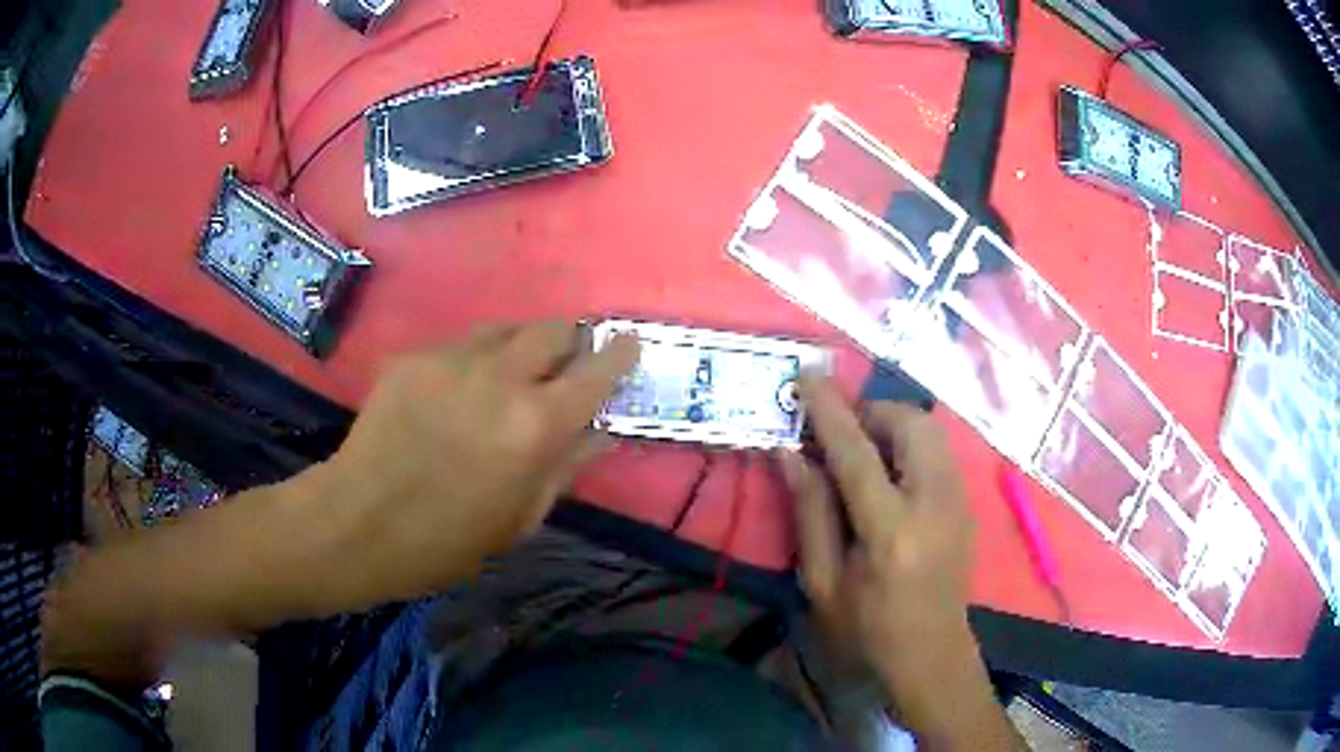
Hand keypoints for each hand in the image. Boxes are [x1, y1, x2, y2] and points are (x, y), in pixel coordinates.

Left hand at [309, 321, 639, 605]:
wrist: (358, 523)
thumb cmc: (447, 541)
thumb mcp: (521, 518)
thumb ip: (567, 465)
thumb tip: (601, 429)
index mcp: (536, 426)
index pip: (597, 370)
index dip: (620, 354)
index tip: (628, 347)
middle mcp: (500, 378)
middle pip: (553, 328)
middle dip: (570, 341)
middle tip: (564, 366)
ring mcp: (452, 360)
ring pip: (506, 328)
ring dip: (521, 347)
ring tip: (509, 377)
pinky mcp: (415, 357)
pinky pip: (461, 345)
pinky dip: (475, 361)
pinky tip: (457, 393)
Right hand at [780, 377, 1012, 748]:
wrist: (931, 654)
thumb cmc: (867, 629)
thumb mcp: (822, 582)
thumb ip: (809, 513)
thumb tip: (791, 453)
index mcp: (890, 533)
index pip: (857, 454)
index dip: (829, 411)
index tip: (807, 377)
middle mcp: (934, 505)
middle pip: (911, 424)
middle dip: (872, 411)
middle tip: (839, 431)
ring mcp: (958, 502)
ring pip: (931, 431)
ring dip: (893, 425)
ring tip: (862, 450)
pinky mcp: (966, 504)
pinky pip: (939, 450)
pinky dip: (910, 444)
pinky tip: (890, 473)